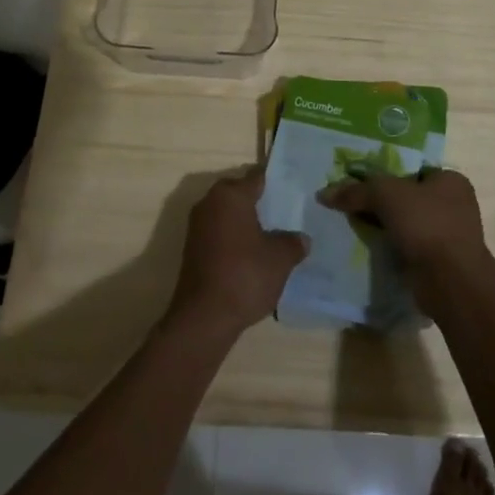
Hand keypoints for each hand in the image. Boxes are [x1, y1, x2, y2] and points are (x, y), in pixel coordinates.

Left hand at [166, 168, 308, 338]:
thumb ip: (293, 242)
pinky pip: (220, 232)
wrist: (204, 316)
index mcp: (231, 195)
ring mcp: (197, 225)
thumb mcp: (280, 258)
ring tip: (274, 234)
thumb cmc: (245, 275)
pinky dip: (235, 238)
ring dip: (247, 221)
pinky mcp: (193, 247)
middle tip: (287, 212)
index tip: (295, 188)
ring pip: (228, 213)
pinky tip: (254, 254)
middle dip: (261, 201)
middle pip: (240, 192)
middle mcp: (210, 202)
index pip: (257, 177)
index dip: (277, 182)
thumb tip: (301, 238)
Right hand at [320, 169, 488, 287]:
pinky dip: (390, 246)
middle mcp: (454, 204)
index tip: (358, 182)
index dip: (384, 174)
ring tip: (352, 225)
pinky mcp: (438, 261)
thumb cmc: (426, 224)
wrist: (451, 282)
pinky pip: (407, 246)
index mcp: (450, 180)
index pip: (411, 170)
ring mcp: (448, 235)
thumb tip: (324, 193)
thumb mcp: (386, 195)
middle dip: (380, 202)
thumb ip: (356, 191)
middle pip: (406, 197)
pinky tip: (368, 246)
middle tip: (350, 204)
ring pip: (406, 223)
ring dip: (383, 226)